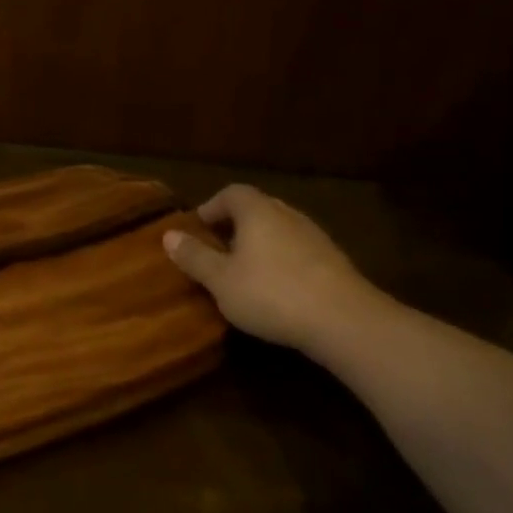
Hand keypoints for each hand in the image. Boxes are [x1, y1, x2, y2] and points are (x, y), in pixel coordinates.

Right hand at [163, 186, 379, 352]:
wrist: (344, 320)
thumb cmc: (270, 293)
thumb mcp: (220, 280)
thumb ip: (194, 257)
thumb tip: (168, 235)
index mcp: (258, 212)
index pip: (232, 193)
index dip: (211, 206)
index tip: (197, 228)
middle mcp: (288, 215)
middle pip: (257, 208)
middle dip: (234, 224)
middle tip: (216, 249)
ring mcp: (315, 237)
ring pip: (279, 229)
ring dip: (258, 243)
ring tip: (242, 270)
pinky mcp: (333, 261)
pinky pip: (297, 250)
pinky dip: (280, 259)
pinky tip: (274, 288)